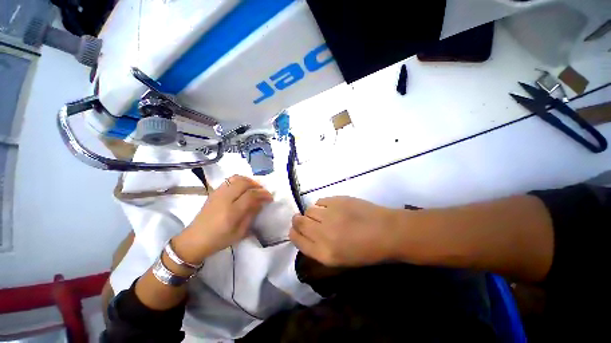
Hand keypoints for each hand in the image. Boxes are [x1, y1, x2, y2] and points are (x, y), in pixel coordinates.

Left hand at [174, 175, 272, 262]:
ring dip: (248, 180)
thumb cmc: (219, 240)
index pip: (251, 195)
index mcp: (231, 212)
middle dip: (256, 185)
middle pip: (244, 182)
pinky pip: (229, 180)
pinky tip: (243, 188)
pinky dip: (239, 180)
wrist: (194, 239)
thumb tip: (261, 202)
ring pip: (236, 178)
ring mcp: (218, 194)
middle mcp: (224, 199)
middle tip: (262, 191)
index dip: (263, 194)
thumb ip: (251, 215)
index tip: (270, 197)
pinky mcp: (214, 192)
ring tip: (254, 188)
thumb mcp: (239, 233)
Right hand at [289, 196, 402, 266]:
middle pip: (299, 222)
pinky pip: (320, 201)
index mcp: (324, 253)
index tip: (295, 229)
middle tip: (304, 219)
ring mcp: (330, 214)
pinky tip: (331, 208)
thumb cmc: (366, 251)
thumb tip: (305, 234)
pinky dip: (322, 205)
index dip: (293, 233)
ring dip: (311, 212)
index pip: (297, 239)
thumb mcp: (339, 259)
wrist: (387, 232)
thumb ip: (318, 247)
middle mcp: (323, 233)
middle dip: (298, 220)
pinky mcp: (337, 200)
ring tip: (322, 215)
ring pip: (308, 210)